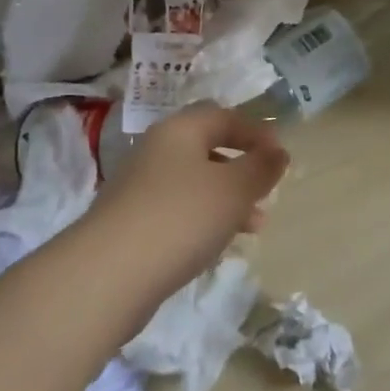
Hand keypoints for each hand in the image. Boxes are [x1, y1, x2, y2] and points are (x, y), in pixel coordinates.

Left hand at [90, 104, 289, 293]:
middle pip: (206, 146)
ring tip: (255, 226)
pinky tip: (217, 244)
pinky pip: (177, 209)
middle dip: (241, 166)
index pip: (223, 116)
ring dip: (227, 197)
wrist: (108, 274)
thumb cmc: (180, 217)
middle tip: (267, 188)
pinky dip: (203, 219)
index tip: (280, 154)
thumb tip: (278, 152)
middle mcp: (156, 149)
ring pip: (194, 181)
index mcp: (179, 129)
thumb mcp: (233, 190)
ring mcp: (139, 186)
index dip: (255, 131)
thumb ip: (260, 168)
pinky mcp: (131, 222)